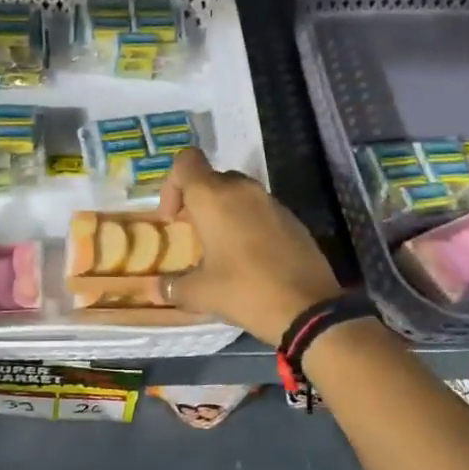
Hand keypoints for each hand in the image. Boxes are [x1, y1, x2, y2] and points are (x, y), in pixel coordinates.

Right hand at [158, 148, 341, 344]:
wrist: (309, 308)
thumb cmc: (244, 290)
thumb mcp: (201, 293)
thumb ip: (174, 286)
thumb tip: (159, 288)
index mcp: (213, 197)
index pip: (186, 161)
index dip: (172, 183)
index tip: (173, 218)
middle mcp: (242, 189)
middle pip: (212, 178)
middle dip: (198, 202)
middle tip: (194, 235)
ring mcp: (271, 202)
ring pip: (238, 193)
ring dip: (224, 212)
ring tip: (221, 248)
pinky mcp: (292, 218)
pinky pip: (260, 210)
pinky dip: (248, 223)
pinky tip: (250, 258)